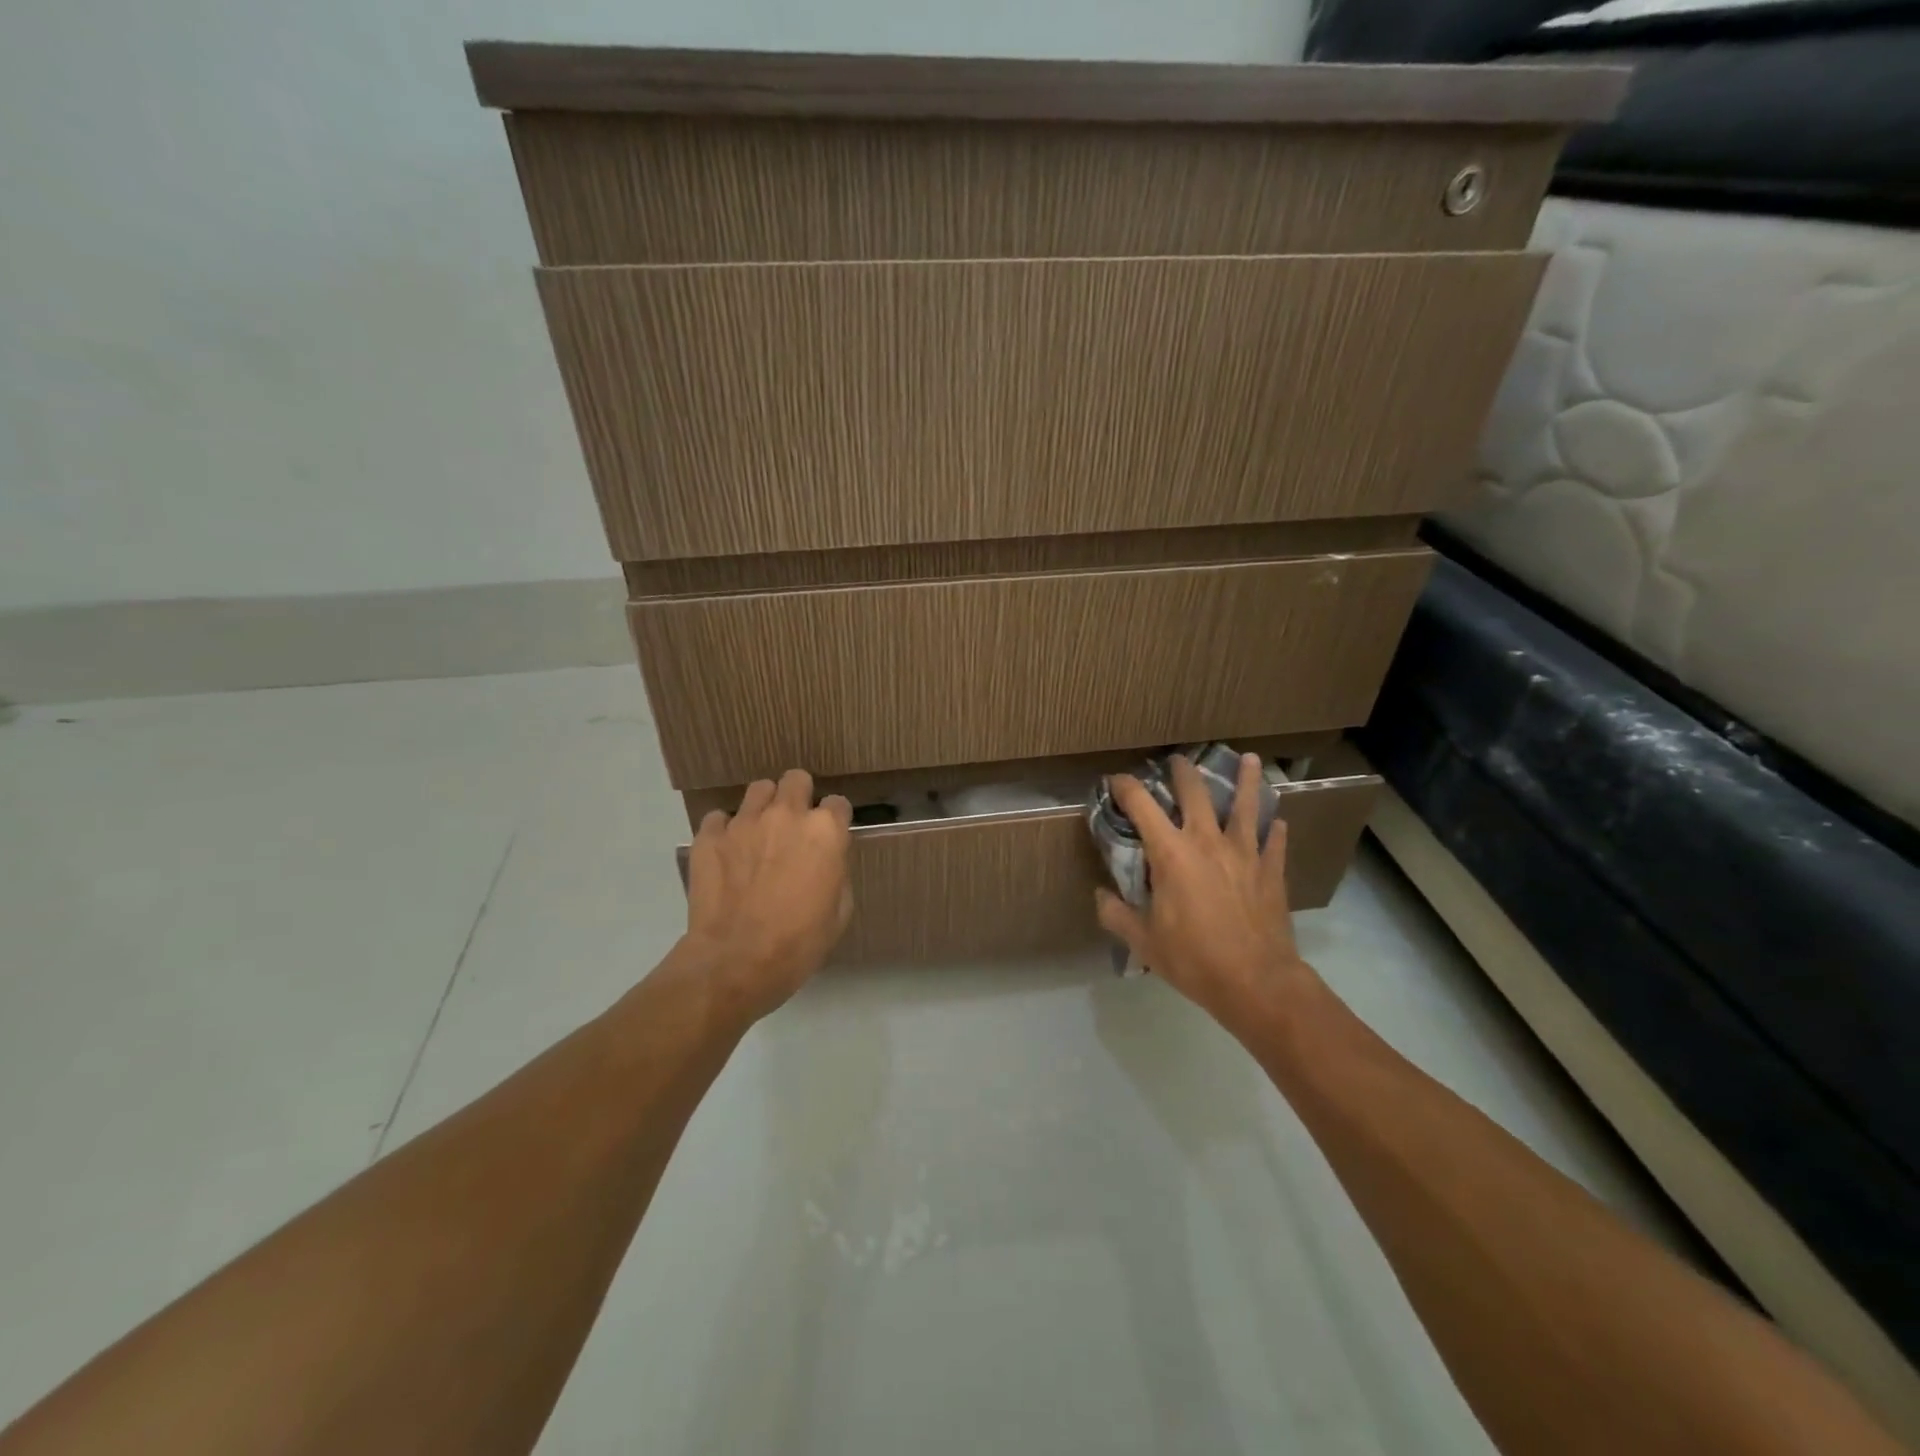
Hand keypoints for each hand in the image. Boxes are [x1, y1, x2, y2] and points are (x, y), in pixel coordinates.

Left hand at [680, 769, 853, 1023]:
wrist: (735, 963)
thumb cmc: (798, 943)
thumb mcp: (839, 913)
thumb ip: (836, 873)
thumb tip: (826, 862)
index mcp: (824, 831)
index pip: (837, 803)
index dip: (834, 820)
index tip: (829, 838)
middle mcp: (786, 815)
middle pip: (796, 780)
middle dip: (799, 797)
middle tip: (793, 827)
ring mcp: (744, 821)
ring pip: (759, 790)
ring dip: (764, 807)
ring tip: (759, 834)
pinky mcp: (709, 836)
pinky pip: (719, 818)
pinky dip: (725, 831)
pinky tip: (727, 854)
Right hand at [1095, 753, 1309, 1025]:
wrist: (1256, 982)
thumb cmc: (1193, 959)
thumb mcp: (1143, 942)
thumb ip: (1116, 914)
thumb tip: (1100, 896)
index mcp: (1171, 853)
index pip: (1141, 804)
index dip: (1125, 787)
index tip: (1115, 781)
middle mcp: (1207, 841)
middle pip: (1195, 792)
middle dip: (1182, 772)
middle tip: (1177, 760)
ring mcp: (1244, 853)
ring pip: (1246, 805)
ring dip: (1246, 780)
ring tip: (1249, 759)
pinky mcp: (1271, 871)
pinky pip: (1274, 842)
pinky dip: (1274, 830)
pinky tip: (1278, 822)